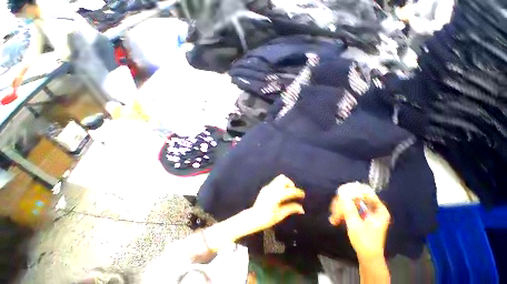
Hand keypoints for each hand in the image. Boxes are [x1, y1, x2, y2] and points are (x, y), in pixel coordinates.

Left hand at [248, 175, 304, 231]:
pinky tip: (280, 194)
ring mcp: (267, 187)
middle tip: (294, 192)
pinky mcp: (264, 188)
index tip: (303, 194)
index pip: (290, 190)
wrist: (253, 217)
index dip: (298, 192)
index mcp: (276, 196)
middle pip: (283, 179)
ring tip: (288, 192)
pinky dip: (280, 185)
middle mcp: (271, 189)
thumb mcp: (280, 215)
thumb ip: (291, 209)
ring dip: (285, 183)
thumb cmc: (267, 218)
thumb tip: (302, 209)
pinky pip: (274, 183)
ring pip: (278, 179)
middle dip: (290, 183)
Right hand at [329, 183, 389, 260]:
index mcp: (378, 209)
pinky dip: (341, 213)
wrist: (367, 257)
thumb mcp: (355, 224)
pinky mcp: (360, 216)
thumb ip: (348, 208)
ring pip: (349, 202)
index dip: (353, 190)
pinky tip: (335, 219)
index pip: (366, 191)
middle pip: (355, 197)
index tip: (340, 193)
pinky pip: (349, 209)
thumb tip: (341, 193)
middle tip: (333, 210)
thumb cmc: (365, 241)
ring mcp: (366, 212)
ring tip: (333, 218)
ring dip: (340, 209)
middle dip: (342, 203)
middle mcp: (373, 208)